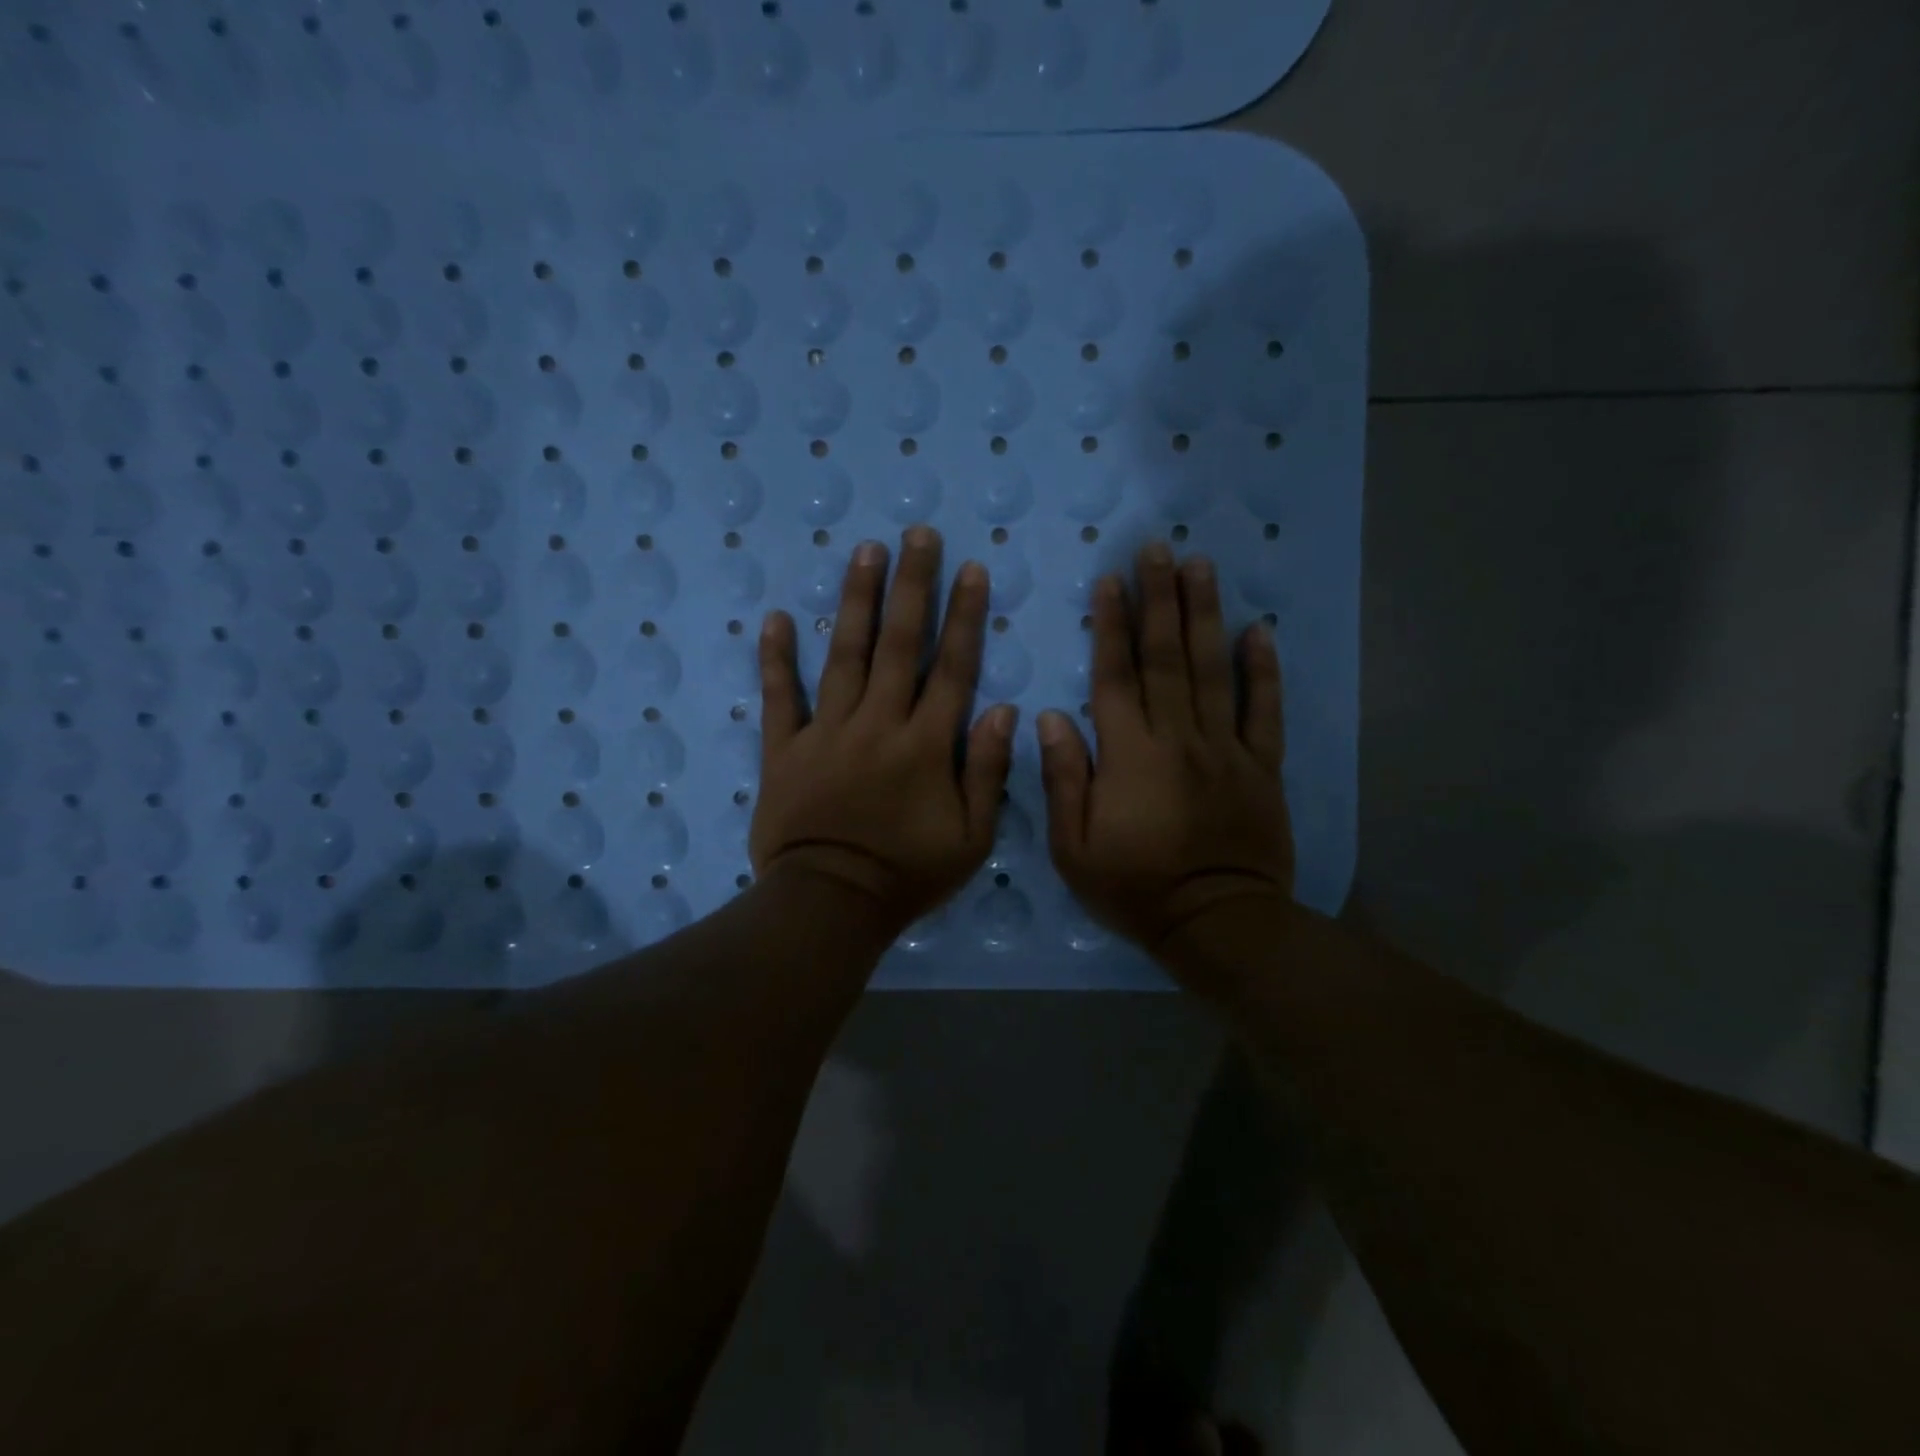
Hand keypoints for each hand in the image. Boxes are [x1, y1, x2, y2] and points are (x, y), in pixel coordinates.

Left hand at [751, 526, 1016, 937]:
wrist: (829, 904)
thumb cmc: (907, 875)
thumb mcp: (971, 839)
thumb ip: (989, 773)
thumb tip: (1006, 711)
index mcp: (927, 745)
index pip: (952, 668)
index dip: (964, 616)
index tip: (970, 569)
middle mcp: (879, 724)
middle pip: (899, 645)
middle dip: (911, 586)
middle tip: (917, 534)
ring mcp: (827, 732)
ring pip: (845, 656)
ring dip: (856, 601)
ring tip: (863, 551)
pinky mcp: (784, 749)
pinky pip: (780, 697)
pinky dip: (776, 659)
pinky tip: (775, 618)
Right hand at [1038, 542, 1293, 954]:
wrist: (1216, 923)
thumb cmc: (1135, 889)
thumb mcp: (1073, 848)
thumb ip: (1063, 779)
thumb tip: (1051, 716)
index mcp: (1129, 756)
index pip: (1116, 677)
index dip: (1111, 626)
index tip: (1110, 581)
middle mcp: (1179, 738)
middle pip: (1167, 658)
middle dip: (1159, 599)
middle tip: (1157, 548)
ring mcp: (1226, 749)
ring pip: (1214, 671)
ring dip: (1206, 615)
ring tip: (1201, 566)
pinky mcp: (1262, 766)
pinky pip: (1266, 710)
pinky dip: (1265, 669)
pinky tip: (1259, 630)